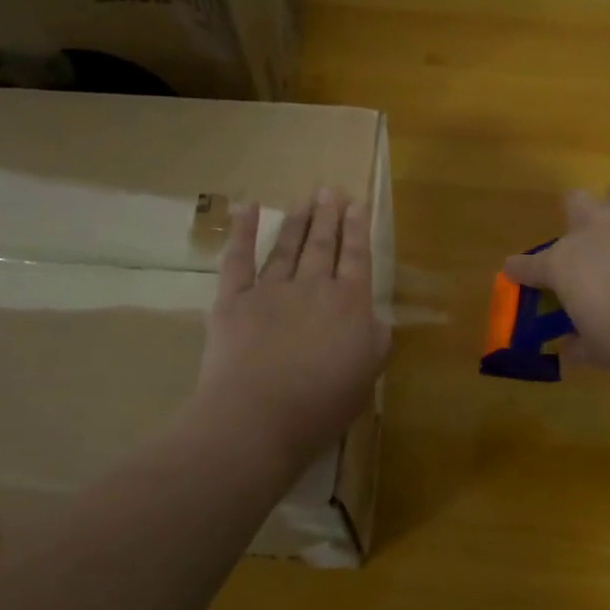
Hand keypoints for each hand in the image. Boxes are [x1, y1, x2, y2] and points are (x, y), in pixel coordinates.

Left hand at [192, 188, 390, 472]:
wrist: (257, 418)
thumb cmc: (321, 404)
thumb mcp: (367, 375)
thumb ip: (375, 340)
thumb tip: (373, 317)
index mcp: (349, 304)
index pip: (357, 258)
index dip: (358, 229)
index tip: (357, 204)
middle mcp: (313, 286)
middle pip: (323, 244)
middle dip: (328, 216)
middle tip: (330, 191)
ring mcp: (270, 290)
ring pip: (288, 247)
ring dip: (298, 221)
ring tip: (305, 200)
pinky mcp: (234, 300)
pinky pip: (238, 258)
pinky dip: (243, 231)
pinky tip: (248, 208)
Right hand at [503, 174, 609, 382]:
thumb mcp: (604, 352)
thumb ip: (582, 346)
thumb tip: (569, 348)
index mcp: (565, 265)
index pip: (529, 265)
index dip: (520, 269)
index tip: (515, 271)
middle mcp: (594, 226)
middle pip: (573, 203)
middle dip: (581, 220)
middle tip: (600, 246)